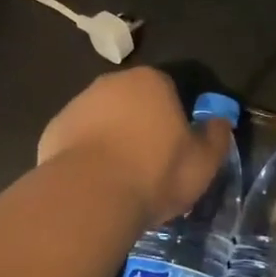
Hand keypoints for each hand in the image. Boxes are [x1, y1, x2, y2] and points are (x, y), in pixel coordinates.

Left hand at [38, 68, 231, 223]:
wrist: (90, 195)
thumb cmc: (155, 173)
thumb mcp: (203, 163)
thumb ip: (216, 138)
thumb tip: (221, 122)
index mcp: (152, 81)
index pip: (169, 90)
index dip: (175, 119)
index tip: (177, 148)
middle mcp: (112, 82)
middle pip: (133, 102)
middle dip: (141, 125)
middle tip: (149, 164)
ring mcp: (78, 103)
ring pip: (103, 119)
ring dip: (111, 139)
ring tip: (119, 178)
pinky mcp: (54, 128)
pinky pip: (77, 139)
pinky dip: (85, 155)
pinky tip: (93, 183)